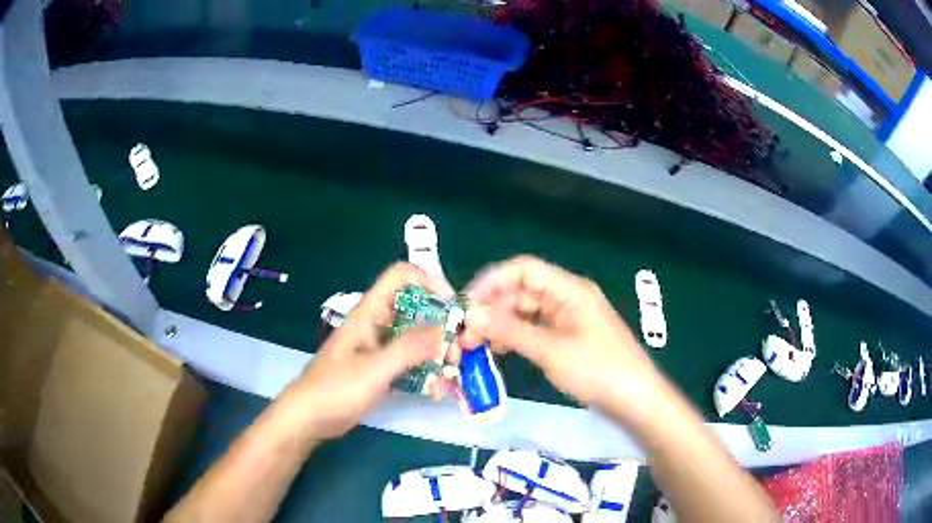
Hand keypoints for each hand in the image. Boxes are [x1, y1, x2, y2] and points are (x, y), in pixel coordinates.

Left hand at [291, 263, 446, 439]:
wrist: (309, 418)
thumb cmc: (336, 389)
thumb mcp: (374, 369)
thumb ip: (409, 348)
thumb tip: (446, 331)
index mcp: (369, 313)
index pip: (401, 277)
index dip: (428, 282)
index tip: (452, 307)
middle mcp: (376, 324)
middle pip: (415, 308)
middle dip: (440, 326)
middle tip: (456, 352)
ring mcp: (378, 347)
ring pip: (415, 337)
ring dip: (435, 352)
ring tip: (449, 374)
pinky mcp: (379, 367)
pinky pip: (408, 360)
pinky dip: (424, 370)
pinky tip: (434, 390)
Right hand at [461, 256, 660, 416]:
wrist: (634, 400)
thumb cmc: (598, 370)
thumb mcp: (550, 350)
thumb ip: (509, 330)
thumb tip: (471, 315)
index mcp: (569, 290)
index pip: (523, 269)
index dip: (492, 281)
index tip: (466, 303)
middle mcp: (567, 297)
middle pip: (522, 291)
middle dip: (492, 308)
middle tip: (466, 333)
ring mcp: (568, 318)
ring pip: (526, 312)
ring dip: (500, 324)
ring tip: (476, 344)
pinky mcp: (568, 338)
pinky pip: (535, 329)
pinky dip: (515, 336)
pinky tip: (499, 349)